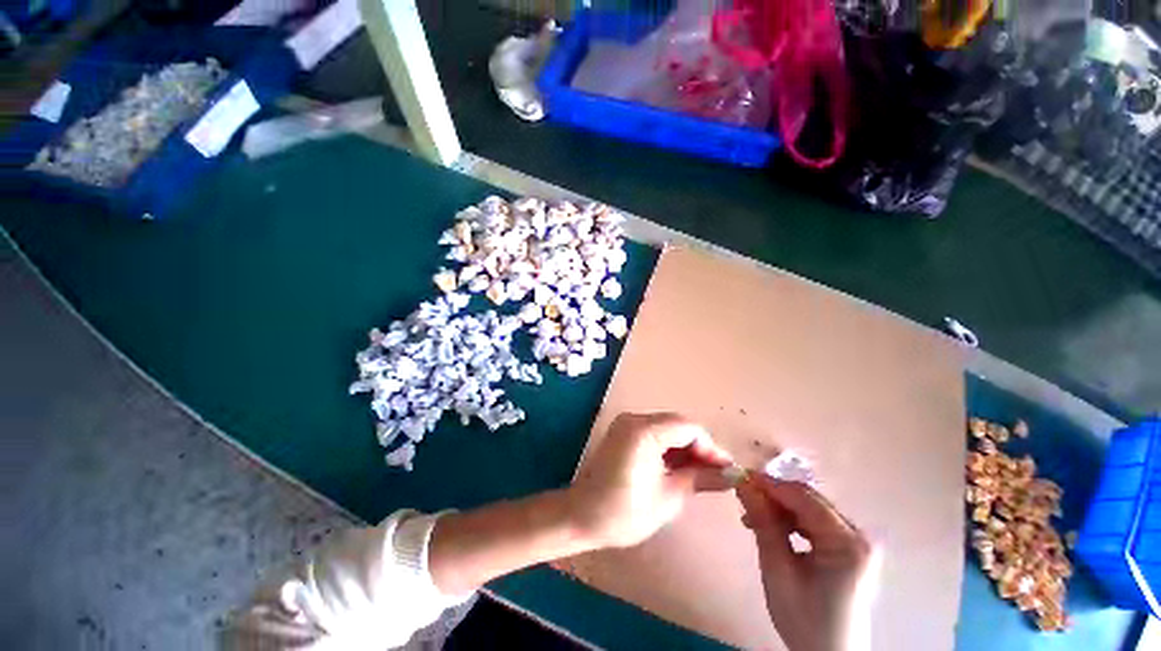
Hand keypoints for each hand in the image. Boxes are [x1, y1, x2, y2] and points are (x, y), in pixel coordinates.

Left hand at [567, 412, 733, 548]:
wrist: (582, 516)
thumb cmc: (624, 512)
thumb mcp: (668, 497)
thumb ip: (700, 479)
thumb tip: (731, 474)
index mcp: (644, 431)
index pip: (689, 428)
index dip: (711, 448)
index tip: (727, 471)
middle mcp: (634, 419)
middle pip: (678, 425)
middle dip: (699, 448)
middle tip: (716, 475)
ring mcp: (626, 424)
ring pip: (668, 428)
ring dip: (686, 448)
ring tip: (701, 475)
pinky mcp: (623, 432)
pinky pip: (654, 433)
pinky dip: (670, 448)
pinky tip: (679, 468)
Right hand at [737, 475, 878, 650]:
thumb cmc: (804, 619)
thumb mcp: (778, 569)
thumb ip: (763, 522)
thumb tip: (742, 483)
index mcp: (848, 542)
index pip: (803, 497)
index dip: (769, 484)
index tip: (739, 478)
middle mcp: (858, 534)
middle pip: (807, 500)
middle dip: (772, 497)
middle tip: (742, 501)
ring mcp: (855, 540)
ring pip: (808, 508)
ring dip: (778, 509)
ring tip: (752, 520)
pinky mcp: (848, 546)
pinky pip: (814, 521)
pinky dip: (790, 520)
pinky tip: (771, 528)